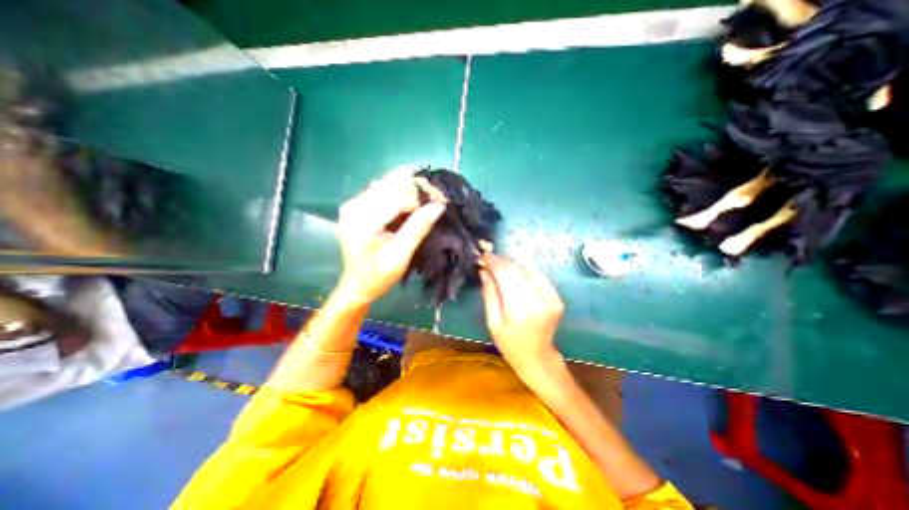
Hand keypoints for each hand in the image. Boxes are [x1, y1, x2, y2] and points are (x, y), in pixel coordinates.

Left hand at [333, 167, 445, 305]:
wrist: (357, 285)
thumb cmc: (378, 275)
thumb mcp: (401, 256)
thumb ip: (417, 228)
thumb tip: (439, 206)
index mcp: (362, 220)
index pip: (397, 197)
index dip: (422, 197)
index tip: (441, 203)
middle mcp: (354, 206)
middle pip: (391, 184)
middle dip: (417, 187)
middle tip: (437, 198)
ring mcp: (353, 204)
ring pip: (387, 184)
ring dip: (410, 188)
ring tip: (428, 198)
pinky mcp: (356, 206)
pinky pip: (382, 190)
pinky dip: (400, 192)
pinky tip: (412, 200)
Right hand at [478, 254, 565, 374]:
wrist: (537, 357)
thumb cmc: (510, 344)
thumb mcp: (493, 322)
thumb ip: (489, 294)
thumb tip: (484, 271)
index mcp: (518, 309)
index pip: (505, 275)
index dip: (494, 262)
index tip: (484, 255)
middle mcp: (537, 301)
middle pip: (517, 270)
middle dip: (502, 261)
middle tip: (491, 259)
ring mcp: (550, 299)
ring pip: (529, 270)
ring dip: (514, 265)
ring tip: (502, 265)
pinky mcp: (556, 299)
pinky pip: (540, 277)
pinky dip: (527, 271)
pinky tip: (517, 273)